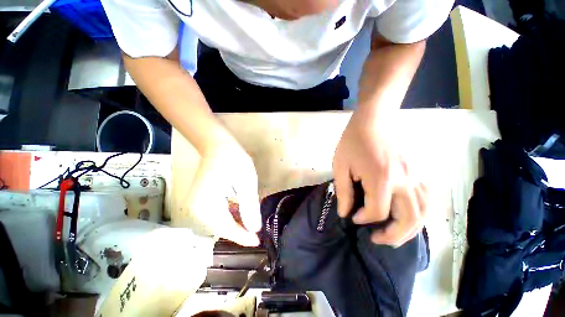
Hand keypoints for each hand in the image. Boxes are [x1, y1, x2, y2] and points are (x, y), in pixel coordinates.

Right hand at [185, 138, 261, 246]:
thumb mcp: (246, 180)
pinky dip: (230, 216)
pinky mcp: (200, 201)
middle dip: (240, 231)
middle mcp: (197, 208)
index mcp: (207, 204)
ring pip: (220, 222)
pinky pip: (217, 214)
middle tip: (257, 232)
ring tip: (251, 222)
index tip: (257, 241)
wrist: (217, 146)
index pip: (226, 228)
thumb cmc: (233, 159)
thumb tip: (254, 228)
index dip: (242, 237)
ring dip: (236, 224)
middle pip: (221, 227)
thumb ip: (249, 205)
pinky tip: (241, 212)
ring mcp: (197, 205)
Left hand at [333, 111, 426, 245]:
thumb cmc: (352, 142)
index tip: (353, 217)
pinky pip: (430, 199)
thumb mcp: (341, 166)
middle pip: (407, 220)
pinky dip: (423, 214)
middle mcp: (404, 181)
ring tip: (394, 235)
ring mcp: (417, 176)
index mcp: (380, 178)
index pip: (376, 211)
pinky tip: (411, 217)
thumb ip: (344, 192)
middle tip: (376, 239)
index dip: (363, 219)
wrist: (373, 121)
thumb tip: (345, 214)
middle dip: (392, 236)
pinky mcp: (421, 171)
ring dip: (411, 230)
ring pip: (425, 213)